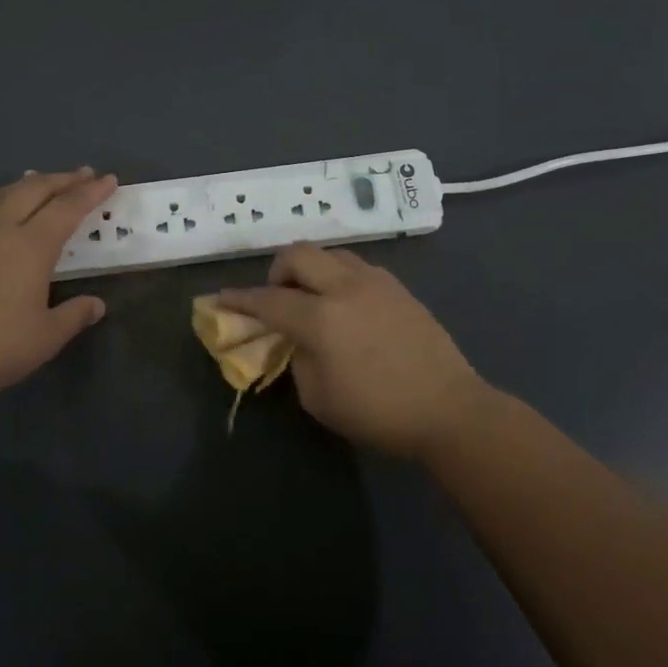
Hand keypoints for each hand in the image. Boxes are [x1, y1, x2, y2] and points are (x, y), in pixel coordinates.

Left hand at [0, 167, 116, 405]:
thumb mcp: (47, 337)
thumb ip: (75, 315)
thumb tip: (97, 304)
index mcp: (33, 247)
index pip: (68, 208)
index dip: (90, 192)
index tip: (108, 179)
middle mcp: (1, 230)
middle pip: (35, 191)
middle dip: (62, 180)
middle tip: (82, 174)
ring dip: (23, 184)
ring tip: (37, 177)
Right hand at [218, 244, 489, 457]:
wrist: (448, 408)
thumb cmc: (378, 412)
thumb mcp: (319, 398)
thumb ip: (297, 359)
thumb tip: (296, 338)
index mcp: (321, 319)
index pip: (268, 300)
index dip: (239, 300)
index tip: (220, 298)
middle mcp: (344, 288)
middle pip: (297, 255)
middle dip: (277, 271)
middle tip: (277, 297)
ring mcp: (374, 282)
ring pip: (329, 253)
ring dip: (310, 269)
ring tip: (312, 298)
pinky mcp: (397, 286)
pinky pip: (355, 266)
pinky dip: (337, 276)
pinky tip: (345, 304)